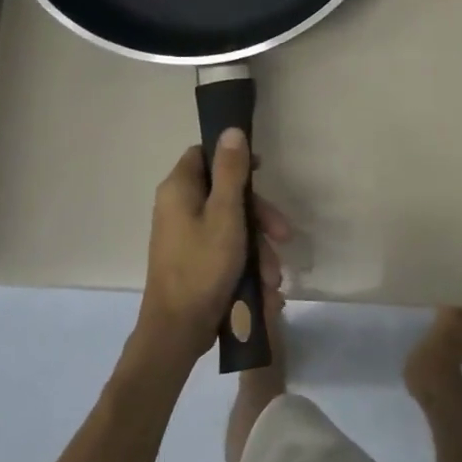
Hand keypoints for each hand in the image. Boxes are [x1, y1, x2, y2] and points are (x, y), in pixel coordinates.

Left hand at [137, 130, 289, 361]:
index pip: (204, 154)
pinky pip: (226, 249)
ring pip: (232, 225)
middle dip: (260, 217)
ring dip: (258, 248)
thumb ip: (231, 171)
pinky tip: (265, 288)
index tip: (262, 171)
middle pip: (227, 193)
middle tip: (284, 236)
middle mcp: (178, 207)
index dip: (234, 158)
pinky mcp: (194, 261)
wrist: (177, 331)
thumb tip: (231, 130)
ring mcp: (185, 236)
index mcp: (179, 190)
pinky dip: (246, 263)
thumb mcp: (226, 214)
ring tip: (274, 278)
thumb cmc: (203, 266)